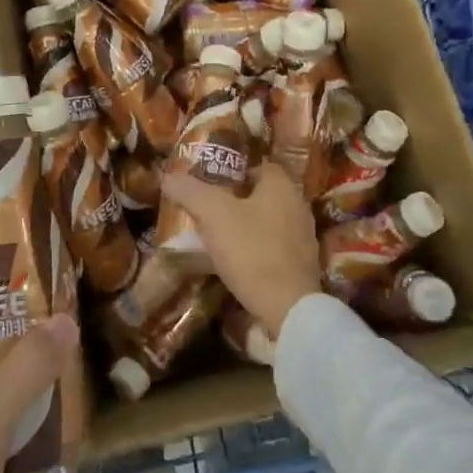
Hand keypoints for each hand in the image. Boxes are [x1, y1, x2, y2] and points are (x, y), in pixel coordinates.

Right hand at [159, 166, 321, 338]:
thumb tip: (168, 177)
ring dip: (244, 225)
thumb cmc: (252, 250)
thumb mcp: (214, 215)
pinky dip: (255, 248)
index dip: (231, 170)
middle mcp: (298, 205)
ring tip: (216, 235)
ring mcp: (303, 236)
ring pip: (267, 220)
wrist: (288, 308)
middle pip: (261, 193)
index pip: (256, 165)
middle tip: (207, 208)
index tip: (208, 182)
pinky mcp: (301, 265)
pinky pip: (273, 246)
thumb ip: (190, 192)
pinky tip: (236, 260)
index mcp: (282, 186)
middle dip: (235, 199)